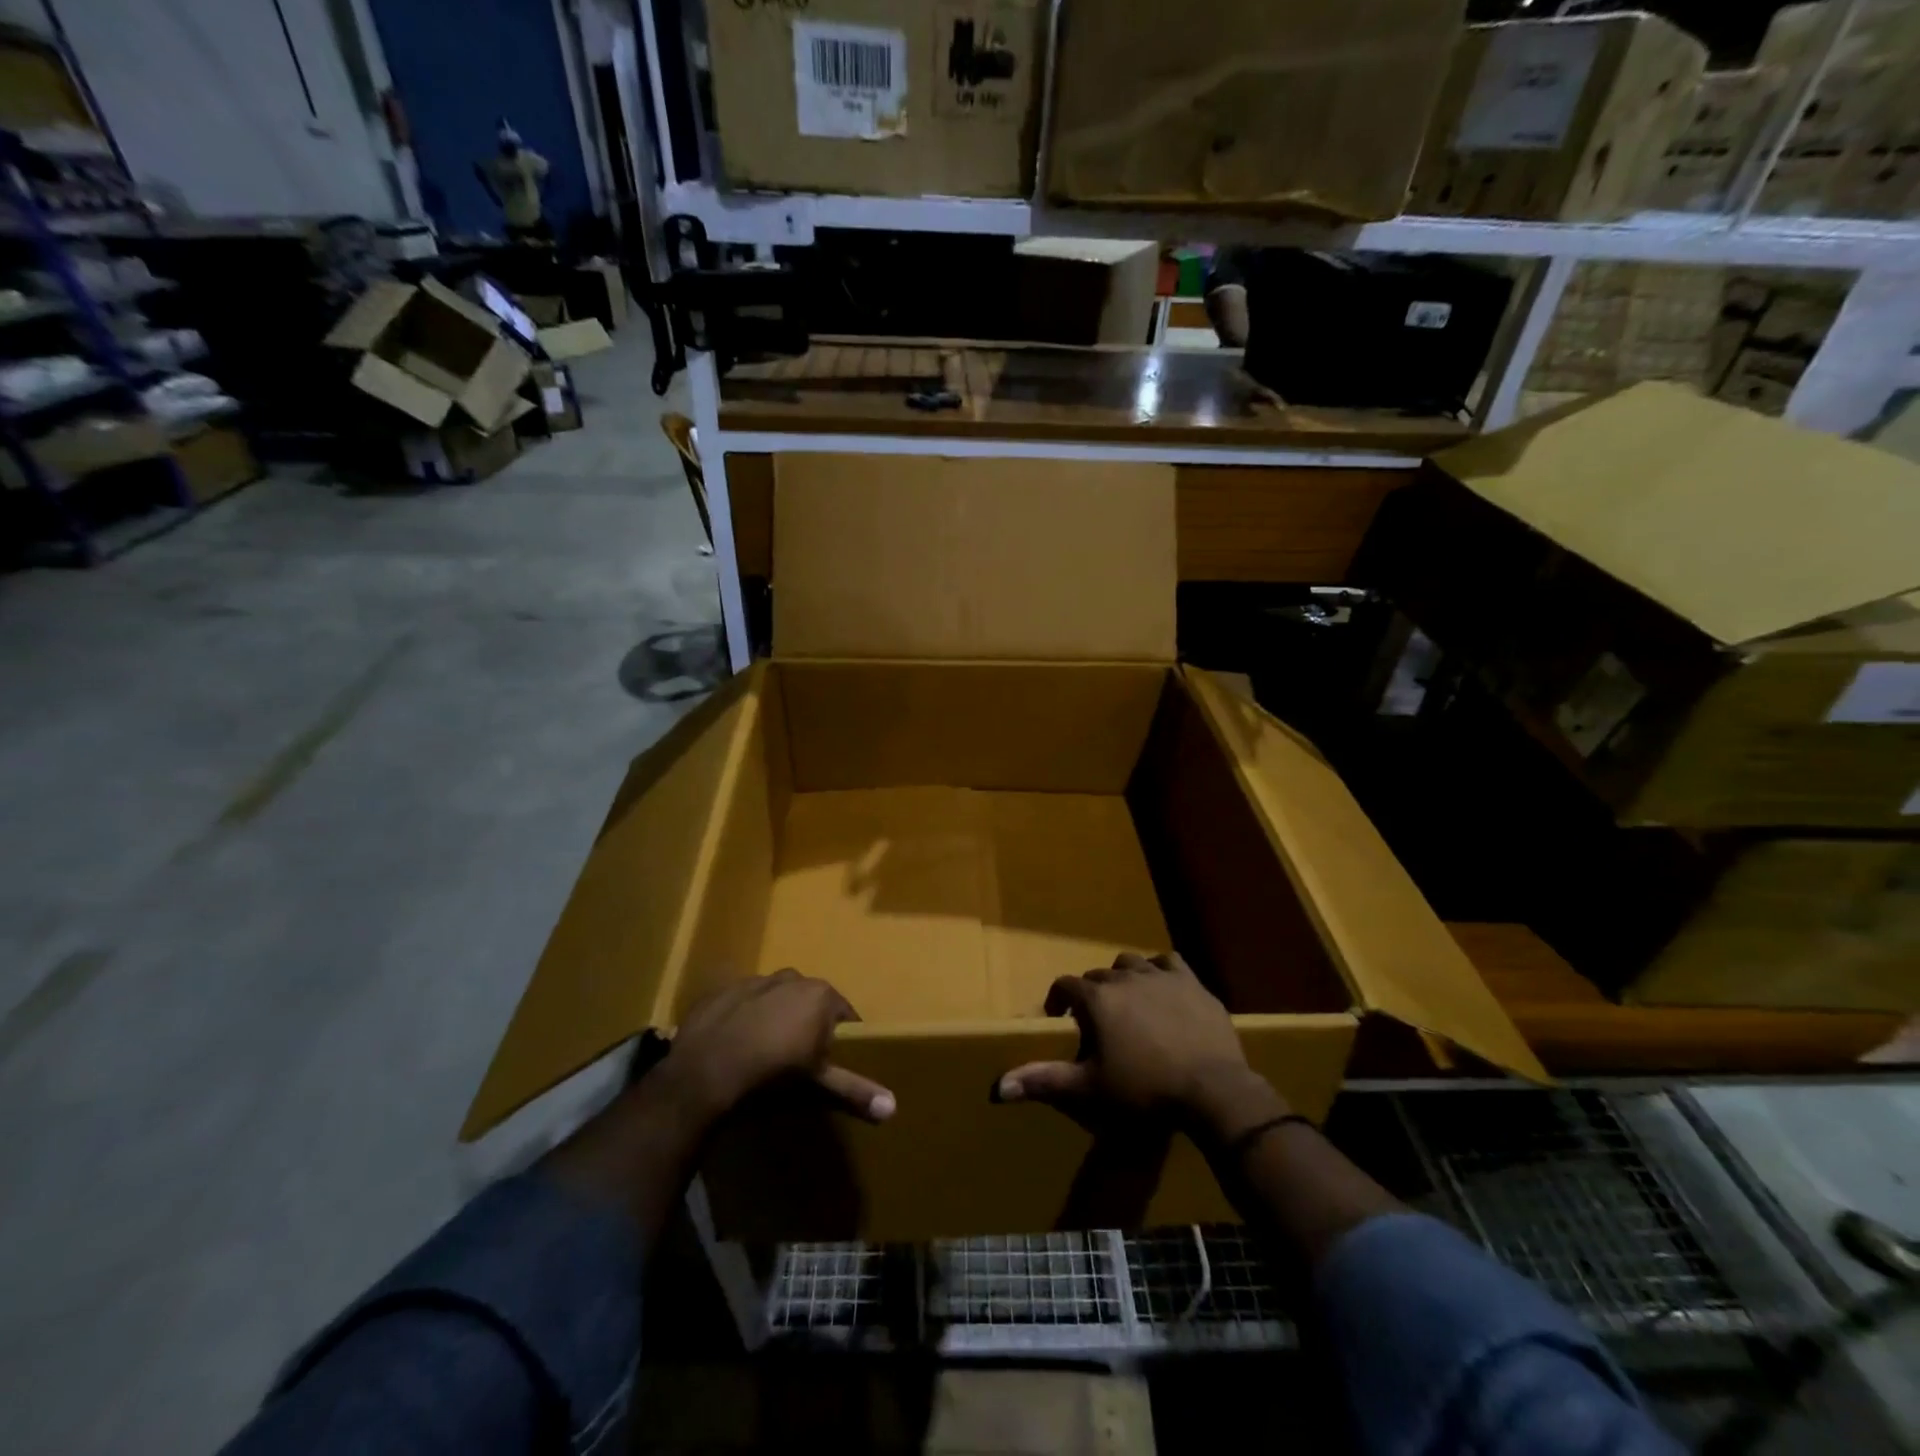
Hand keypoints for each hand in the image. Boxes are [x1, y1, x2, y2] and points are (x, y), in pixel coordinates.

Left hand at [657, 969, 895, 1133]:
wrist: (703, 1074)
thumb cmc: (771, 1077)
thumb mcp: (817, 1087)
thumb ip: (855, 1091)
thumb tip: (893, 1107)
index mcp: (820, 995)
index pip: (845, 1015)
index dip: (841, 1040)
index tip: (832, 1064)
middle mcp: (792, 978)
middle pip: (810, 1003)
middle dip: (808, 1026)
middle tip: (799, 1062)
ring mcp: (754, 981)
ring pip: (776, 999)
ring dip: (776, 1018)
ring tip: (765, 1054)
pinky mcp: (721, 991)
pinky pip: (742, 1003)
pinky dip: (744, 1019)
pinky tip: (735, 1046)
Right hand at [995, 953, 1286, 1140]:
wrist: (1212, 1090)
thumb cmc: (1144, 1091)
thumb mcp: (1089, 1090)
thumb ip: (1043, 1081)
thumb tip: (997, 1087)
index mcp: (1097, 998)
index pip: (1065, 986)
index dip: (1058, 1001)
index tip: (1061, 1021)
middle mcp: (1124, 977)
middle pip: (1098, 976)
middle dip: (1092, 995)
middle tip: (1097, 1025)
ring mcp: (1161, 976)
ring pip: (1132, 963)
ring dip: (1124, 978)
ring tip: (1128, 1004)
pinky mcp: (1192, 982)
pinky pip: (1169, 962)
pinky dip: (1160, 971)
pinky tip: (1162, 989)